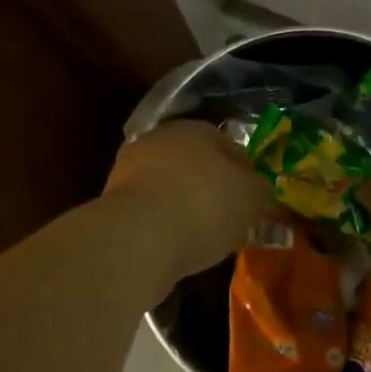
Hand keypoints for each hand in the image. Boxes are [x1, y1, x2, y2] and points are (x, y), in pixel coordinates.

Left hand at [103, 121, 267, 282]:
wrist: (138, 236)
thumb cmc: (205, 207)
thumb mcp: (251, 198)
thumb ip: (257, 187)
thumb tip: (254, 185)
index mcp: (199, 129)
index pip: (230, 147)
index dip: (244, 175)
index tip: (249, 202)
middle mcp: (163, 138)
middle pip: (196, 162)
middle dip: (209, 186)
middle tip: (224, 218)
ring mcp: (133, 166)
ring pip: (169, 183)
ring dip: (181, 203)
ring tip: (197, 236)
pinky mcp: (113, 197)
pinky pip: (149, 207)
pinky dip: (160, 221)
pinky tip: (171, 242)